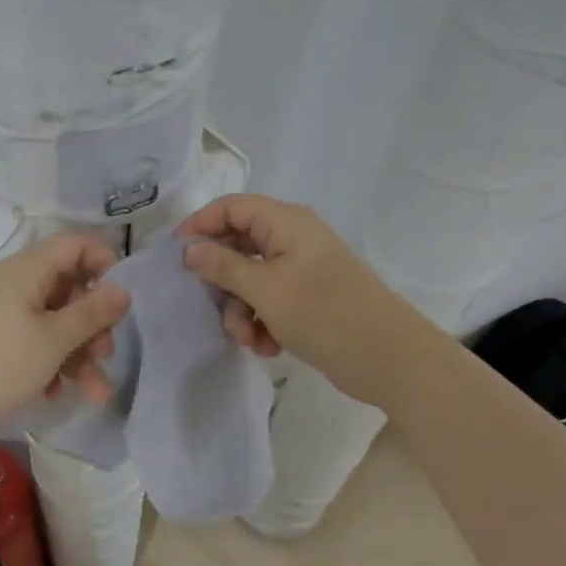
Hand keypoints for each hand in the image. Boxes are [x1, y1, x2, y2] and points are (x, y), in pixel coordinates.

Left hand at [0, 233, 130, 433]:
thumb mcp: (53, 339)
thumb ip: (92, 313)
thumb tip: (123, 288)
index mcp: (27, 269)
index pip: (76, 244)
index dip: (106, 264)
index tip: (121, 301)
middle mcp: (13, 283)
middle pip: (68, 289)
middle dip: (93, 324)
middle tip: (106, 355)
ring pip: (51, 322)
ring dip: (76, 354)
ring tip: (93, 394)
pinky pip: (30, 341)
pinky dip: (48, 363)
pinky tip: (53, 394)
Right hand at [176, 194, 417, 406]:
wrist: (389, 358)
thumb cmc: (324, 313)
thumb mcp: (265, 290)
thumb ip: (222, 267)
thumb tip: (189, 250)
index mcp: (286, 223)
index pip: (231, 207)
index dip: (200, 225)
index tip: (176, 257)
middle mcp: (293, 239)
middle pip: (238, 246)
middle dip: (223, 282)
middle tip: (213, 307)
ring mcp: (302, 270)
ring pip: (251, 280)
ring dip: (242, 311)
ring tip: (250, 339)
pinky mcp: (309, 298)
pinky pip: (270, 301)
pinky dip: (262, 322)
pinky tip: (269, 347)